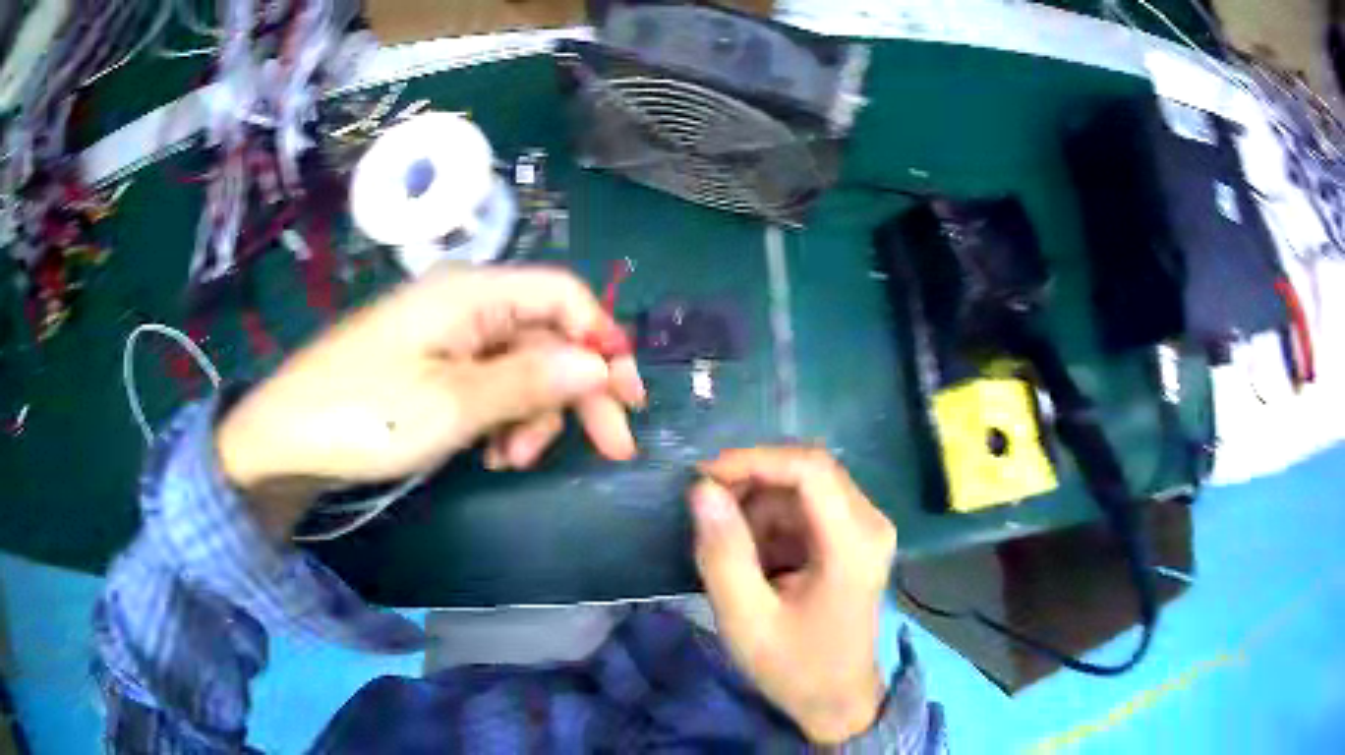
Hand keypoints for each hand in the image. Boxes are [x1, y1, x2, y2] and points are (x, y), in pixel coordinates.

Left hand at [217, 265, 644, 536]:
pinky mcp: (431, 369)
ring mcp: (446, 339)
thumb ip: (530, 381)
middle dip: (576, 390)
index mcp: (471, 294)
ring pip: (521, 366)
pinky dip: (503, 419)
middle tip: (608, 449)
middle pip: (547, 335)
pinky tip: (493, 455)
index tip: (627, 398)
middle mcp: (465, 306)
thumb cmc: (363, 415)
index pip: (563, 295)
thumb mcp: (452, 406)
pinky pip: (489, 385)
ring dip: (534, 414)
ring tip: (515, 461)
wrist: (284, 441)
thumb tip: (599, 365)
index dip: (603, 340)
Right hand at [689, 447, 896, 743]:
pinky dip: (772, 524)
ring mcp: (866, 530)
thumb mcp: (746, 619)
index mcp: (853, 544)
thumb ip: (723, 553)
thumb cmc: (794, 666)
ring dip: (759, 508)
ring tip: (730, 552)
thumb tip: (702, 490)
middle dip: (751, 484)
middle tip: (706, 514)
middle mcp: (870, 524)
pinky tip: (755, 561)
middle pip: (808, 472)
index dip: (753, 460)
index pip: (809, 468)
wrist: (836, 701)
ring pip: (803, 488)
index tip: (702, 478)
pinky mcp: (855, 539)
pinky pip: (807, 509)